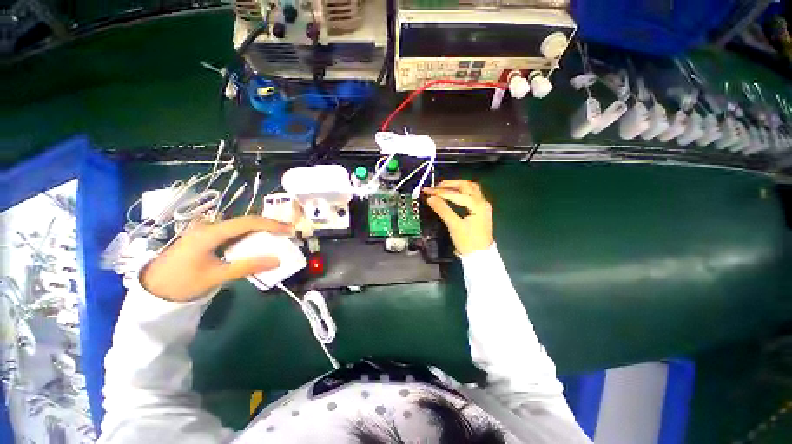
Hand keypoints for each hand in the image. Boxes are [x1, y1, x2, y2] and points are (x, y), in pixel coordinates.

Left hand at [141, 216, 292, 301]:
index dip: (271, 224)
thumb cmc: (182, 282)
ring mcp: (206, 230)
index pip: (247, 222)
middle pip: (245, 221)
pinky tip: (257, 243)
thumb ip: (247, 266)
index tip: (289, 230)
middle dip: (268, 225)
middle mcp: (209, 226)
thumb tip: (277, 260)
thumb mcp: (216, 276)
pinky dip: (249, 236)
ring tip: (277, 237)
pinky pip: (233, 233)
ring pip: (240, 226)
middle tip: (287, 233)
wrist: (153, 288)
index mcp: (210, 233)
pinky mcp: (206, 237)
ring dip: (260, 230)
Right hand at [424, 180, 493, 255]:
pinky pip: (471, 195)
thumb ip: (442, 210)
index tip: (427, 191)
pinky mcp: (480, 211)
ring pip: (470, 189)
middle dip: (449, 184)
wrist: (480, 256)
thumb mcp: (454, 225)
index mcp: (477, 204)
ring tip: (443, 188)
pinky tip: (453, 194)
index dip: (440, 192)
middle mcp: (482, 202)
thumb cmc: (467, 242)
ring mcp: (482, 206)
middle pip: (466, 185)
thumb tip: (430, 198)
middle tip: (435, 187)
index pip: (456, 194)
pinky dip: (461, 192)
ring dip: (456, 186)